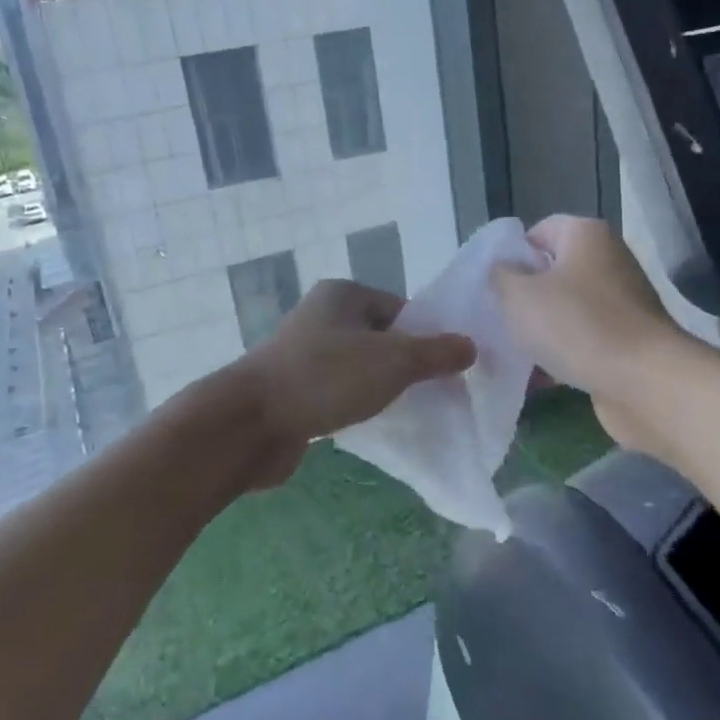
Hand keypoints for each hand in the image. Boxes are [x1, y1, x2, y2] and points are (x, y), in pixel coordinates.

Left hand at [229, 280, 475, 485]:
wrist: (250, 423)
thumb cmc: (326, 378)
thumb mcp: (393, 361)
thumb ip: (436, 353)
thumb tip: (470, 346)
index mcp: (344, 295)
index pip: (401, 309)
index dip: (426, 337)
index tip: (445, 369)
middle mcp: (322, 316)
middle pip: (382, 338)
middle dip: (406, 365)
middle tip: (430, 393)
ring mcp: (304, 353)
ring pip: (360, 367)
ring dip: (380, 387)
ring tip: (402, 410)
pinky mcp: (294, 388)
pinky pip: (338, 390)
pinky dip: (355, 403)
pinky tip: (368, 422)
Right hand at [492, 215, 687, 452]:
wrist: (644, 382)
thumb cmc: (577, 325)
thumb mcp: (519, 295)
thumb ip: (500, 276)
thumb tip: (503, 271)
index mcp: (586, 235)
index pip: (539, 231)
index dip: (511, 256)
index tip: (491, 286)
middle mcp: (608, 261)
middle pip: (553, 272)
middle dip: (523, 297)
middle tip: (496, 320)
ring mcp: (621, 303)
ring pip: (566, 310)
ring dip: (540, 330)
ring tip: (510, 352)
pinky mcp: (627, 341)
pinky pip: (583, 341)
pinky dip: (561, 355)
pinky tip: (536, 378)